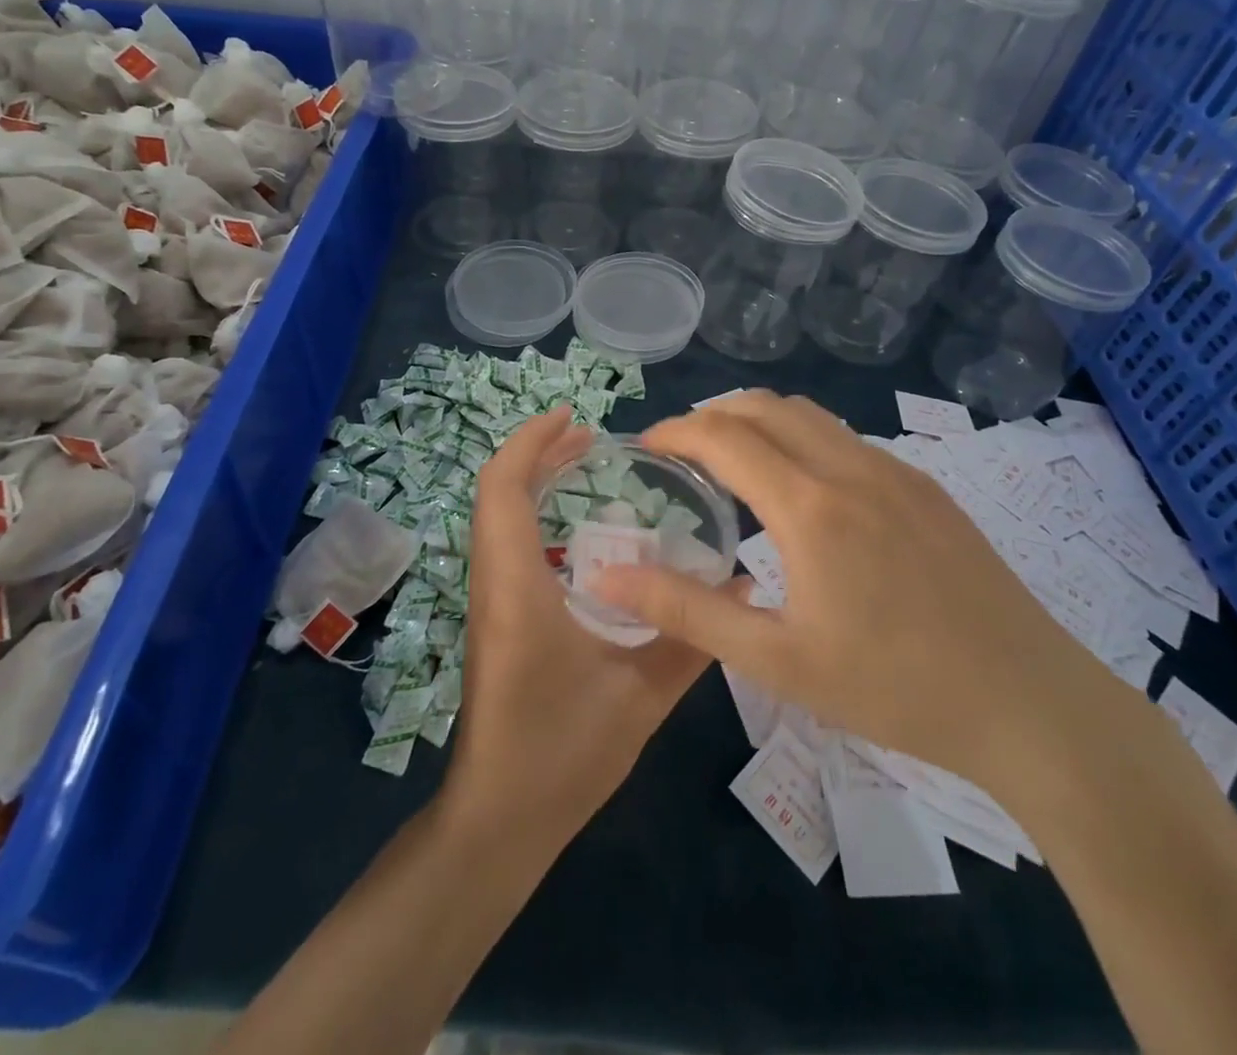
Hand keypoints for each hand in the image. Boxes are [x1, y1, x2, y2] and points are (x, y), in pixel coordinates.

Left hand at [441, 407, 713, 843]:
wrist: (499, 818)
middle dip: (538, 453)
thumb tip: (746, 587)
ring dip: (533, 481)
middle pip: (496, 493)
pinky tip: (579, 532)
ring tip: (584, 466)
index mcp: (517, 586)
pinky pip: (505, 544)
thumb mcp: (641, 697)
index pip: (502, 488)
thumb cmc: (562, 754)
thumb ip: (694, 639)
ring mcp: (489, 601)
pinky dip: (533, 513)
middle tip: (592, 439)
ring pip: (497, 517)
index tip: (574, 418)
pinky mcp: (495, 619)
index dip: (530, 441)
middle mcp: (493, 581)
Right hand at [587, 391, 1129, 796]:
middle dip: (710, 416)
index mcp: (810, 506)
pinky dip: (801, 440)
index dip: (674, 431)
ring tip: (732, 464)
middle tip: (680, 454)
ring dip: (758, 422)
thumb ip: (686, 610)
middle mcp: (851, 468)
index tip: (644, 448)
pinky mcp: (927, 488)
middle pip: (763, 406)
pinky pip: (846, 439)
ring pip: (809, 415)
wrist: (1032, 705)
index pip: (723, 436)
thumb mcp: (776, 662)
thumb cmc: (894, 689)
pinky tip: (802, 493)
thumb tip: (607, 572)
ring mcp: (896, 472)